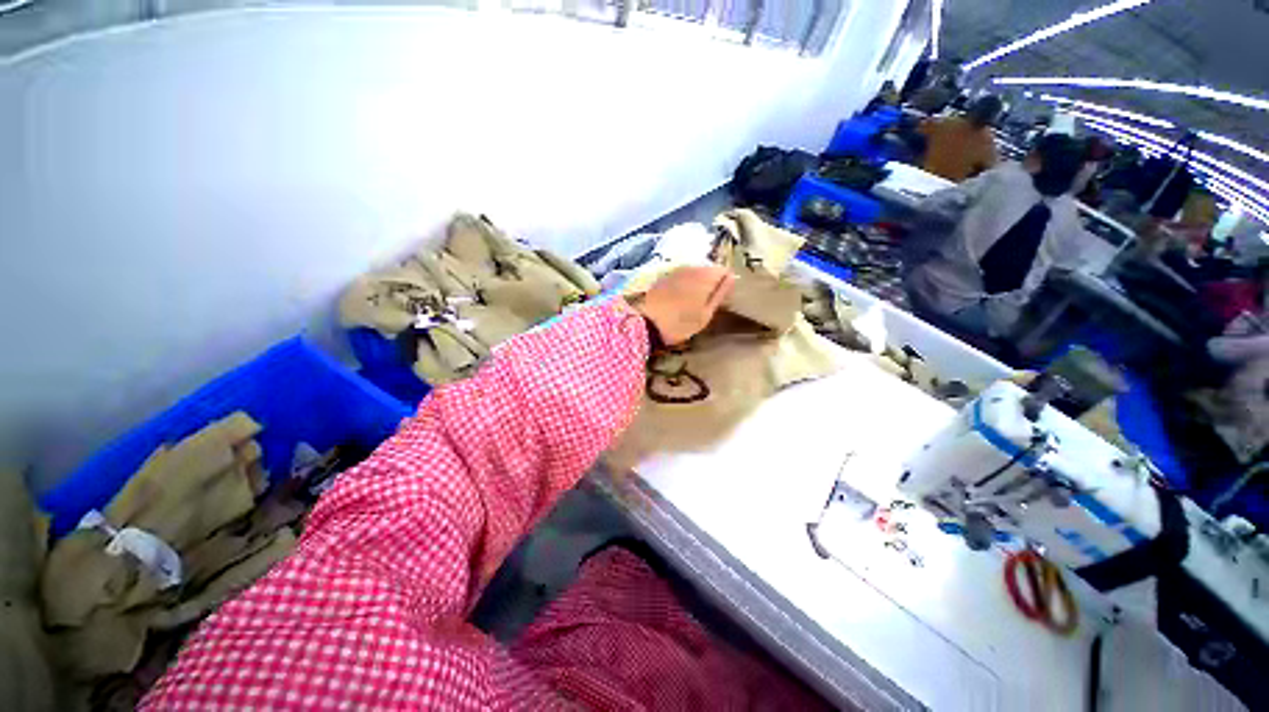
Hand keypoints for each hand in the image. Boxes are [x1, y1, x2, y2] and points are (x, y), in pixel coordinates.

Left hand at [632, 266, 735, 345]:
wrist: (644, 323)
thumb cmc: (679, 323)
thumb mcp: (705, 314)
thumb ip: (720, 294)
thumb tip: (732, 277)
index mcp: (705, 276)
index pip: (724, 270)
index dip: (725, 283)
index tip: (721, 298)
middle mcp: (691, 268)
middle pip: (708, 270)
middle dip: (710, 282)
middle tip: (706, 303)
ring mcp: (675, 271)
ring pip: (694, 272)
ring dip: (696, 283)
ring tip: (692, 303)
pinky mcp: (663, 277)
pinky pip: (681, 276)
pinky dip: (684, 284)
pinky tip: (678, 299)